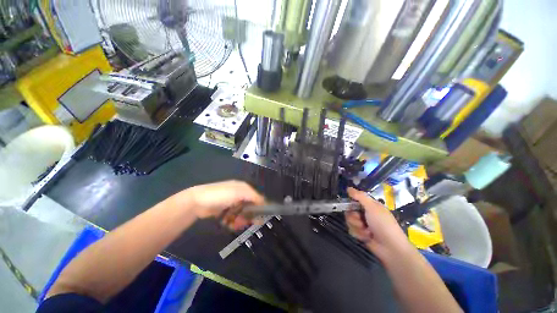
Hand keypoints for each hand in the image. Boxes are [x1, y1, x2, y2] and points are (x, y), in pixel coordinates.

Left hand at [180, 180, 265, 227]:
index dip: (260, 206)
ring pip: (241, 213)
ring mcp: (230, 202)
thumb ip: (253, 196)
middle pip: (249, 206)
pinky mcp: (224, 210)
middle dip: (248, 215)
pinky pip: (233, 217)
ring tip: (235, 224)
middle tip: (246, 223)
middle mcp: (238, 194)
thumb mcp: (239, 192)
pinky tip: (229, 224)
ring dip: (240, 220)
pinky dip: (232, 221)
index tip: (261, 218)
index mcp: (243, 187)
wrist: (198, 201)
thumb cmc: (221, 195)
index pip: (256, 197)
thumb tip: (264, 201)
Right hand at [345, 188, 411, 259]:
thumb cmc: (383, 224)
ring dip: (357, 227)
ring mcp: (363, 224)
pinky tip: (367, 237)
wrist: (390, 248)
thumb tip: (348, 188)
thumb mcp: (372, 207)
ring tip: (367, 231)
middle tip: (361, 221)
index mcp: (370, 205)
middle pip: (349, 211)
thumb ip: (360, 197)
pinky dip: (359, 234)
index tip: (350, 205)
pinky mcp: (361, 234)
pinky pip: (352, 231)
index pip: (355, 199)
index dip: (351, 202)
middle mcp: (365, 213)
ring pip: (349, 221)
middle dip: (354, 217)